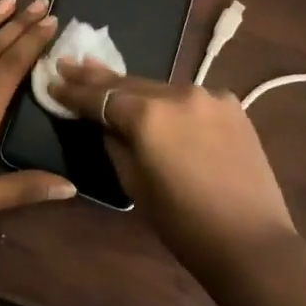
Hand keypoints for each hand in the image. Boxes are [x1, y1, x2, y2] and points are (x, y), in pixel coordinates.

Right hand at [50, 60, 295, 278]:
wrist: (251, 242)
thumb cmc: (183, 224)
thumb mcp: (134, 184)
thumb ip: (114, 143)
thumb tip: (105, 122)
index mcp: (148, 115)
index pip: (101, 97)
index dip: (74, 91)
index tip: (53, 79)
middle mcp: (177, 93)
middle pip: (128, 83)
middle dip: (97, 77)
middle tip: (70, 63)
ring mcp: (208, 95)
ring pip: (160, 88)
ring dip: (134, 88)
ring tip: (106, 78)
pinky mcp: (231, 104)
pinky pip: (189, 98)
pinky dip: (170, 102)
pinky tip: (157, 104)